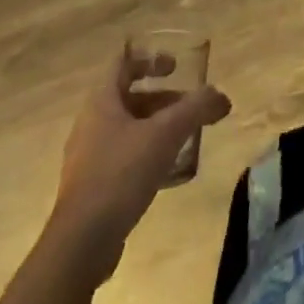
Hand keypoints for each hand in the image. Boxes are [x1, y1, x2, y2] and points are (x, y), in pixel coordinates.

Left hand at [48, 45, 230, 275]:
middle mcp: (90, 124)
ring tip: (184, 138)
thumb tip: (221, 97)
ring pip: (127, 128)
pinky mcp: (92, 187)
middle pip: (129, 97)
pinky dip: (146, 152)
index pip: (122, 64)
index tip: (175, 68)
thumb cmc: (120, 175)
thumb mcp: (165, 135)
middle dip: (162, 98)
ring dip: (156, 126)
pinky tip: (166, 170)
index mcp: (101, 103)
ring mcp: (88, 157)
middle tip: (189, 107)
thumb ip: (196, 109)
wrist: (81, 244)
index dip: (149, 60)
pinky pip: (122, 156)